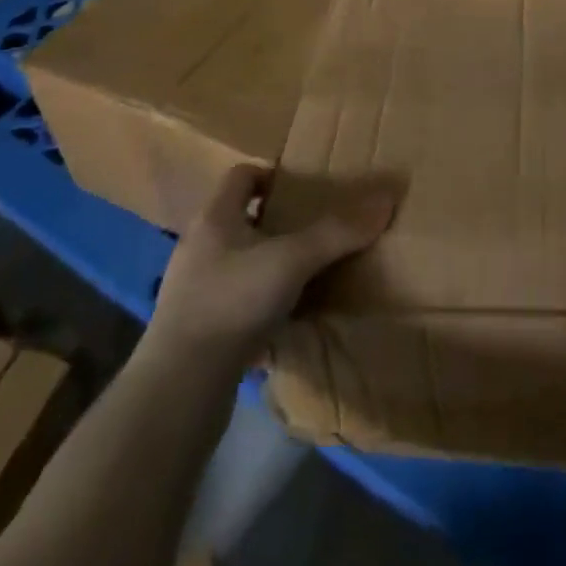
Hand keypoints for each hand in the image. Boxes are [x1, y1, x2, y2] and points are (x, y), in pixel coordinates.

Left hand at [148, 164, 395, 368]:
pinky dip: (259, 302)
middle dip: (275, 221)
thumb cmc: (232, 303)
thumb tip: (386, 198)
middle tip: (313, 230)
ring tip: (305, 274)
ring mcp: (193, 290)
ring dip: (268, 264)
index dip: (272, 175)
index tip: (304, 190)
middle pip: (240, 218)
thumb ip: (338, 232)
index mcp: (214, 217)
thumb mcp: (292, 261)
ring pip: (237, 261)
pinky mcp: (197, 329)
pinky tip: (284, 320)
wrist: (179, 390)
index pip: (241, 175)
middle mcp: (199, 246)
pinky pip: (234, 301)